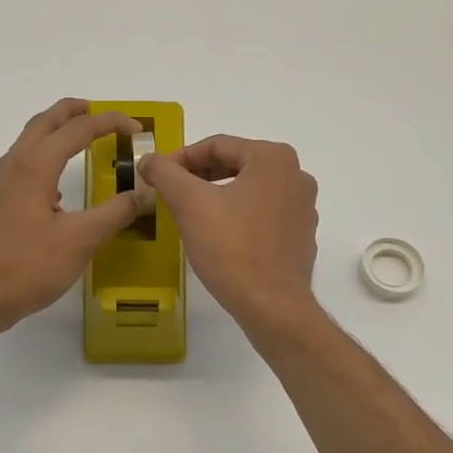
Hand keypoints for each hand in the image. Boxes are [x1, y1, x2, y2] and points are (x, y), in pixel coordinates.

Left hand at [0, 99, 146, 337]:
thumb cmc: (27, 267)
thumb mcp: (80, 241)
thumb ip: (114, 213)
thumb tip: (140, 194)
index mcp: (35, 165)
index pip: (77, 129)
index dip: (110, 123)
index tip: (137, 129)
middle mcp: (13, 164)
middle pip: (45, 122)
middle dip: (75, 112)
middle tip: (102, 113)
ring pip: (30, 141)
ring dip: (57, 132)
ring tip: (83, 139)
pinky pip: (23, 164)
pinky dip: (45, 156)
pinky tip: (58, 185)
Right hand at [141, 135, 319, 338]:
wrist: (272, 306)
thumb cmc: (232, 249)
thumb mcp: (189, 204)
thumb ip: (165, 173)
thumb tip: (149, 160)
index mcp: (274, 158)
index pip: (217, 145)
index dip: (180, 158)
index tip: (156, 176)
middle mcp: (296, 176)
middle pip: (236, 165)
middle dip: (199, 177)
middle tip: (170, 195)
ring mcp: (303, 208)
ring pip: (249, 191)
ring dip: (218, 197)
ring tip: (191, 216)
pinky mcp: (301, 236)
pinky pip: (263, 216)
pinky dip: (239, 218)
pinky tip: (220, 239)